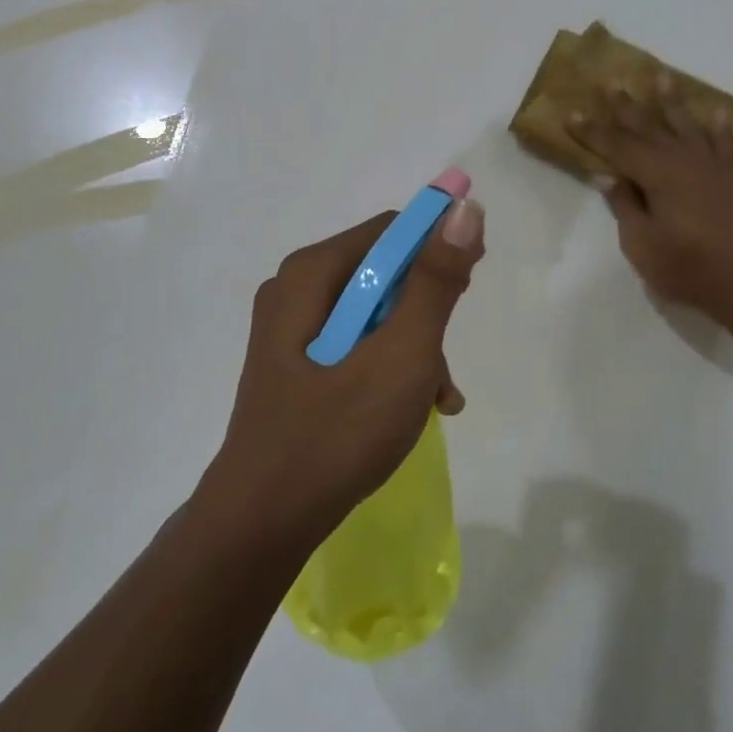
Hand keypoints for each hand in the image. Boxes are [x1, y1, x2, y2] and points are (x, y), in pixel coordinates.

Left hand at [205, 198, 485, 547]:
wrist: (263, 522)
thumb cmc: (336, 433)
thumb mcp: (401, 354)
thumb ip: (434, 282)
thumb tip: (463, 209)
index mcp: (311, 273)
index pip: (390, 232)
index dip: (437, 250)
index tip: (469, 287)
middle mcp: (296, 289)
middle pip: (382, 274)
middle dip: (425, 313)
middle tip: (444, 361)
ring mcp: (291, 329)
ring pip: (374, 315)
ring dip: (413, 348)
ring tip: (435, 398)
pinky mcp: (295, 364)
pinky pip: (355, 345)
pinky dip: (388, 366)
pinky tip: (415, 408)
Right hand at [568, 79, 732, 330]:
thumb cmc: (687, 268)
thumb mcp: (641, 244)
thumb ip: (625, 206)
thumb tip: (607, 176)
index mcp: (658, 175)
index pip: (616, 147)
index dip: (592, 132)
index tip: (571, 113)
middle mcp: (684, 162)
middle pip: (649, 128)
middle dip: (626, 106)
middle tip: (612, 80)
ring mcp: (712, 168)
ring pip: (686, 126)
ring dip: (672, 102)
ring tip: (662, 76)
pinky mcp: (732, 180)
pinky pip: (725, 145)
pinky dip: (721, 128)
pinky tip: (718, 113)